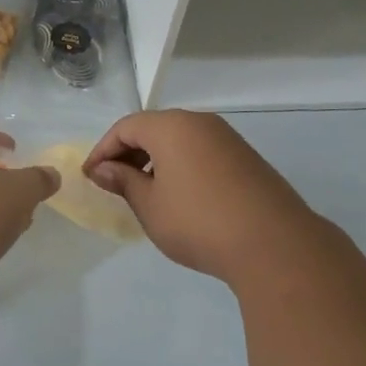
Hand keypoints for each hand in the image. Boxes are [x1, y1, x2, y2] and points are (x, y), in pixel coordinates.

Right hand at [83, 110, 328, 287]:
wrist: (274, 244)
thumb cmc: (199, 222)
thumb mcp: (150, 205)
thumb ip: (123, 181)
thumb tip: (103, 169)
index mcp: (172, 126)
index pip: (126, 127)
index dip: (104, 150)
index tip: (91, 177)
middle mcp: (200, 122)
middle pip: (154, 128)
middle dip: (129, 153)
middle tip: (114, 183)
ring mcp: (227, 138)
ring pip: (180, 140)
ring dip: (156, 160)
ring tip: (145, 192)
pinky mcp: (246, 158)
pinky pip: (202, 151)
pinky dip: (182, 165)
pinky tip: (180, 196)